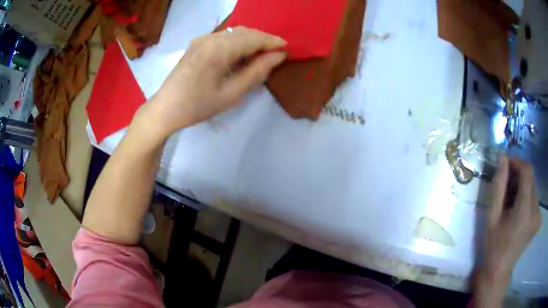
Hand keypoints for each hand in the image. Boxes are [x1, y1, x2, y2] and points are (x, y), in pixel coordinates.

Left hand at [145, 26, 286, 135]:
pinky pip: (224, 37)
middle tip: (276, 53)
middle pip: (245, 32)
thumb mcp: (231, 93)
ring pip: (234, 33)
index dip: (272, 41)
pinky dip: (237, 42)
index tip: (288, 48)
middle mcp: (210, 38)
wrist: (165, 108)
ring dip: (251, 40)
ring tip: (261, 55)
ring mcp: (202, 39)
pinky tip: (241, 55)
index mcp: (219, 50)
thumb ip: (257, 71)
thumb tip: (278, 56)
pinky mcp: (197, 43)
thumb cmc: (198, 106)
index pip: (253, 38)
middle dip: (263, 39)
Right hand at [475, 156, 540, 305]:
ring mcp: (538, 216)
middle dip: (519, 174)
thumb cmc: (494, 245)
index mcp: (525, 211)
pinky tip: (518, 207)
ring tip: (511, 197)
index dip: (517, 162)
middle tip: (506, 182)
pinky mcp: (539, 219)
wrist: (499, 271)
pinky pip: (534, 198)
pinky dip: (526, 196)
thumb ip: (499, 186)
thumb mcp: (492, 216)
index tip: (506, 163)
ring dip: (523, 185)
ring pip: (533, 187)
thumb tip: (503, 158)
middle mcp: (536, 211)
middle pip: (531, 179)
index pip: (527, 172)